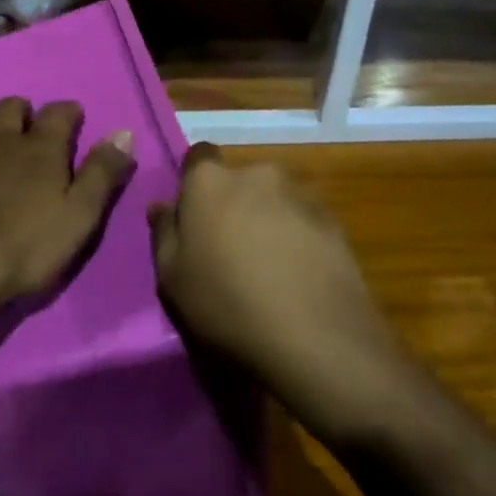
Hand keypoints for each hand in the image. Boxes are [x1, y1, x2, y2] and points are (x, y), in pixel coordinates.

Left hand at [0, 98, 135, 307]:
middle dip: (20, 108)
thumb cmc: (29, 245)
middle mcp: (0, 143)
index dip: (68, 111)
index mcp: (40, 149)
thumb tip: (123, 133)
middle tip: (27, 120)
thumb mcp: (81, 214)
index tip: (75, 115)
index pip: (58, 114)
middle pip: (8, 108)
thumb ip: (102, 173)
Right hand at [149, 143, 403, 444]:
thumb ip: (164, 234)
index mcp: (210, 181)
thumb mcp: (172, 278)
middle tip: (229, 250)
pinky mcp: (333, 221)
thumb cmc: (227, 304)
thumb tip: (161, 207)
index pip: (198, 157)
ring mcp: (299, 195)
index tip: (195, 217)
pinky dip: (298, 238)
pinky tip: (298, 277)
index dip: (195, 183)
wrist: (316, 339)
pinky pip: (303, 221)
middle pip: (238, 180)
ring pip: (273, 200)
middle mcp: (256, 174)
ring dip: (267, 221)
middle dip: (233, 204)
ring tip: (269, 268)